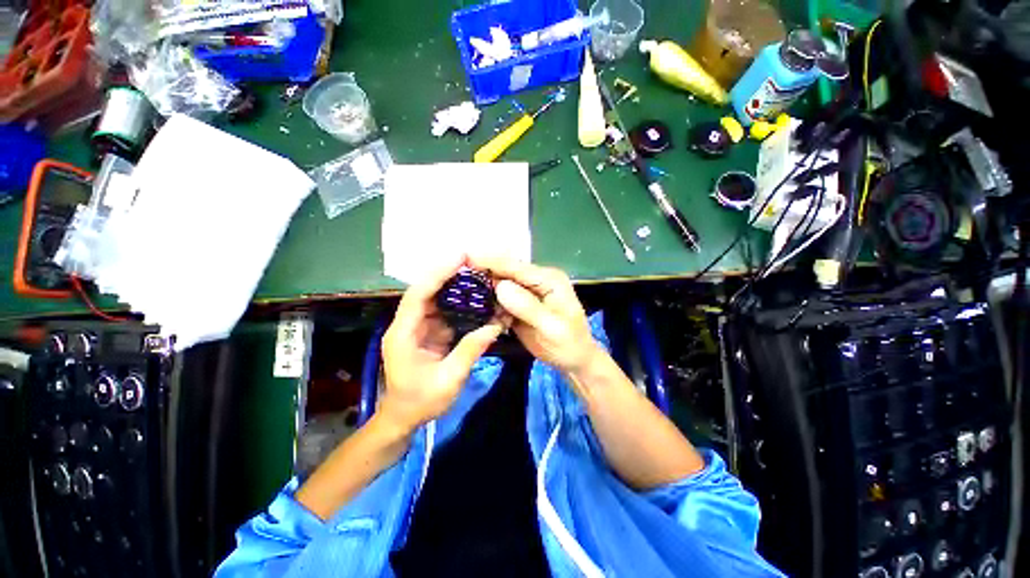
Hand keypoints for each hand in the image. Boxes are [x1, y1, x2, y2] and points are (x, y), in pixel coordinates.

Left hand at [380, 256, 505, 432]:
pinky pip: (443, 312)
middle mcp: (407, 325)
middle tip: (473, 262)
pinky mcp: (427, 333)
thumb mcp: (448, 380)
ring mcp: (417, 328)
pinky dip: (458, 303)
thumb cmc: (420, 402)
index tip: (459, 258)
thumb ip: (470, 350)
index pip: (418, 295)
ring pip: (435, 299)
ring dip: (454, 286)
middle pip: (425, 291)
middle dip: (447, 274)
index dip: (437, 274)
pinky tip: (474, 297)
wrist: (403, 418)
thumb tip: (495, 326)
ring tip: (477, 274)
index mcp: (403, 334)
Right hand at [469, 255, 600, 376]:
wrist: (574, 360)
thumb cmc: (569, 344)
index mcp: (549, 280)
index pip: (516, 267)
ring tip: (458, 284)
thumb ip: (528, 307)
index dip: (491, 261)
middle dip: (482, 270)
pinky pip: (501, 298)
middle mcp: (537, 280)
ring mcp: (528, 292)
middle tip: (454, 271)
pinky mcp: (520, 304)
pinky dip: (488, 300)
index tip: (464, 257)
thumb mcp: (552, 328)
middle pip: (506, 271)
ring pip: (500, 284)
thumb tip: (500, 286)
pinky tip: (473, 302)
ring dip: (482, 285)